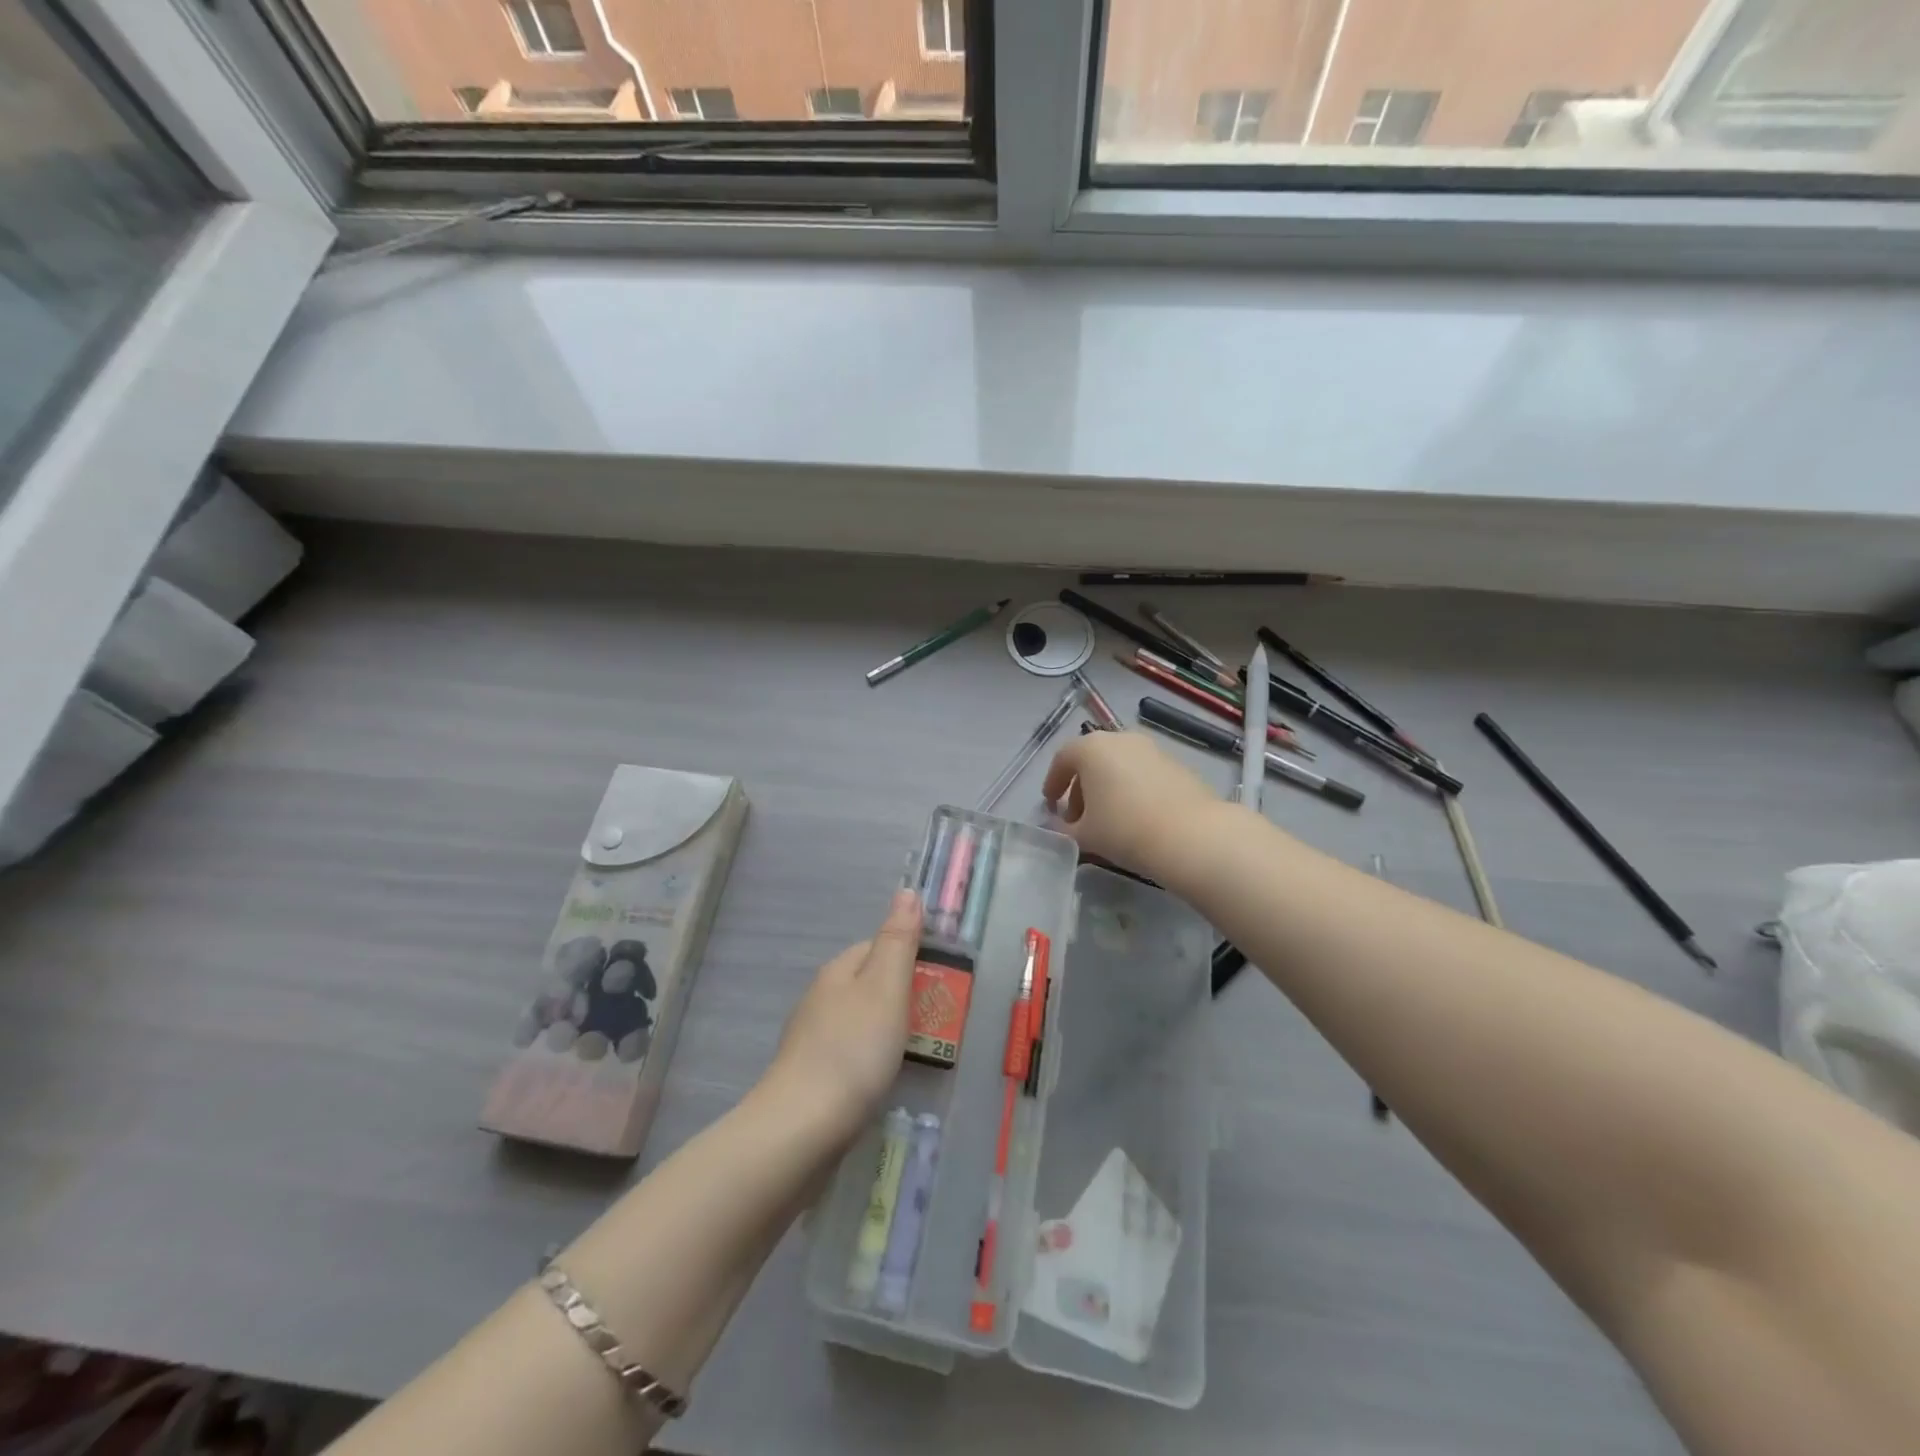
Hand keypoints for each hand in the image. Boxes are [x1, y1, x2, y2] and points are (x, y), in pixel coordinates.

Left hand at [763, 888, 922, 1141]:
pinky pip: (848, 1055)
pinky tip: (881, 1080)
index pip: (876, 947)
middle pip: (868, 985)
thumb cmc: (853, 1050)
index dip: (909, 957)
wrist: (801, 1129)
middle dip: (900, 997)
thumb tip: (907, 891)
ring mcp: (810, 1040)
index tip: (939, 981)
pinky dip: (869, 1060)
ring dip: (886, 1030)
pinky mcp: (809, 1077)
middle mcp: (819, 998)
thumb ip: (898, 940)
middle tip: (936, 1021)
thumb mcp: (886, 987)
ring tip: (915, 1053)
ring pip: (858, 1021)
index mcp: (837, 971)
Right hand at [1042, 730, 1224, 881]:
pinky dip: (1131, 789)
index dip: (1053, 782)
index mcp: (1092, 748)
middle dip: (1080, 789)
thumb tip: (1059, 826)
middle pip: (1092, 760)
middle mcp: (1121, 739)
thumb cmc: (1125, 830)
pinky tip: (1135, 817)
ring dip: (1107, 788)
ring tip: (1107, 821)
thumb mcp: (1084, 835)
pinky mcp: (1176, 764)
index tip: (1050, 804)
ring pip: (1119, 766)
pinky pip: (1142, 773)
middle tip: (1077, 818)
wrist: (1191, 835)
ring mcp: (1152, 749)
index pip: (1062, 759)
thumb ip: (1064, 829)